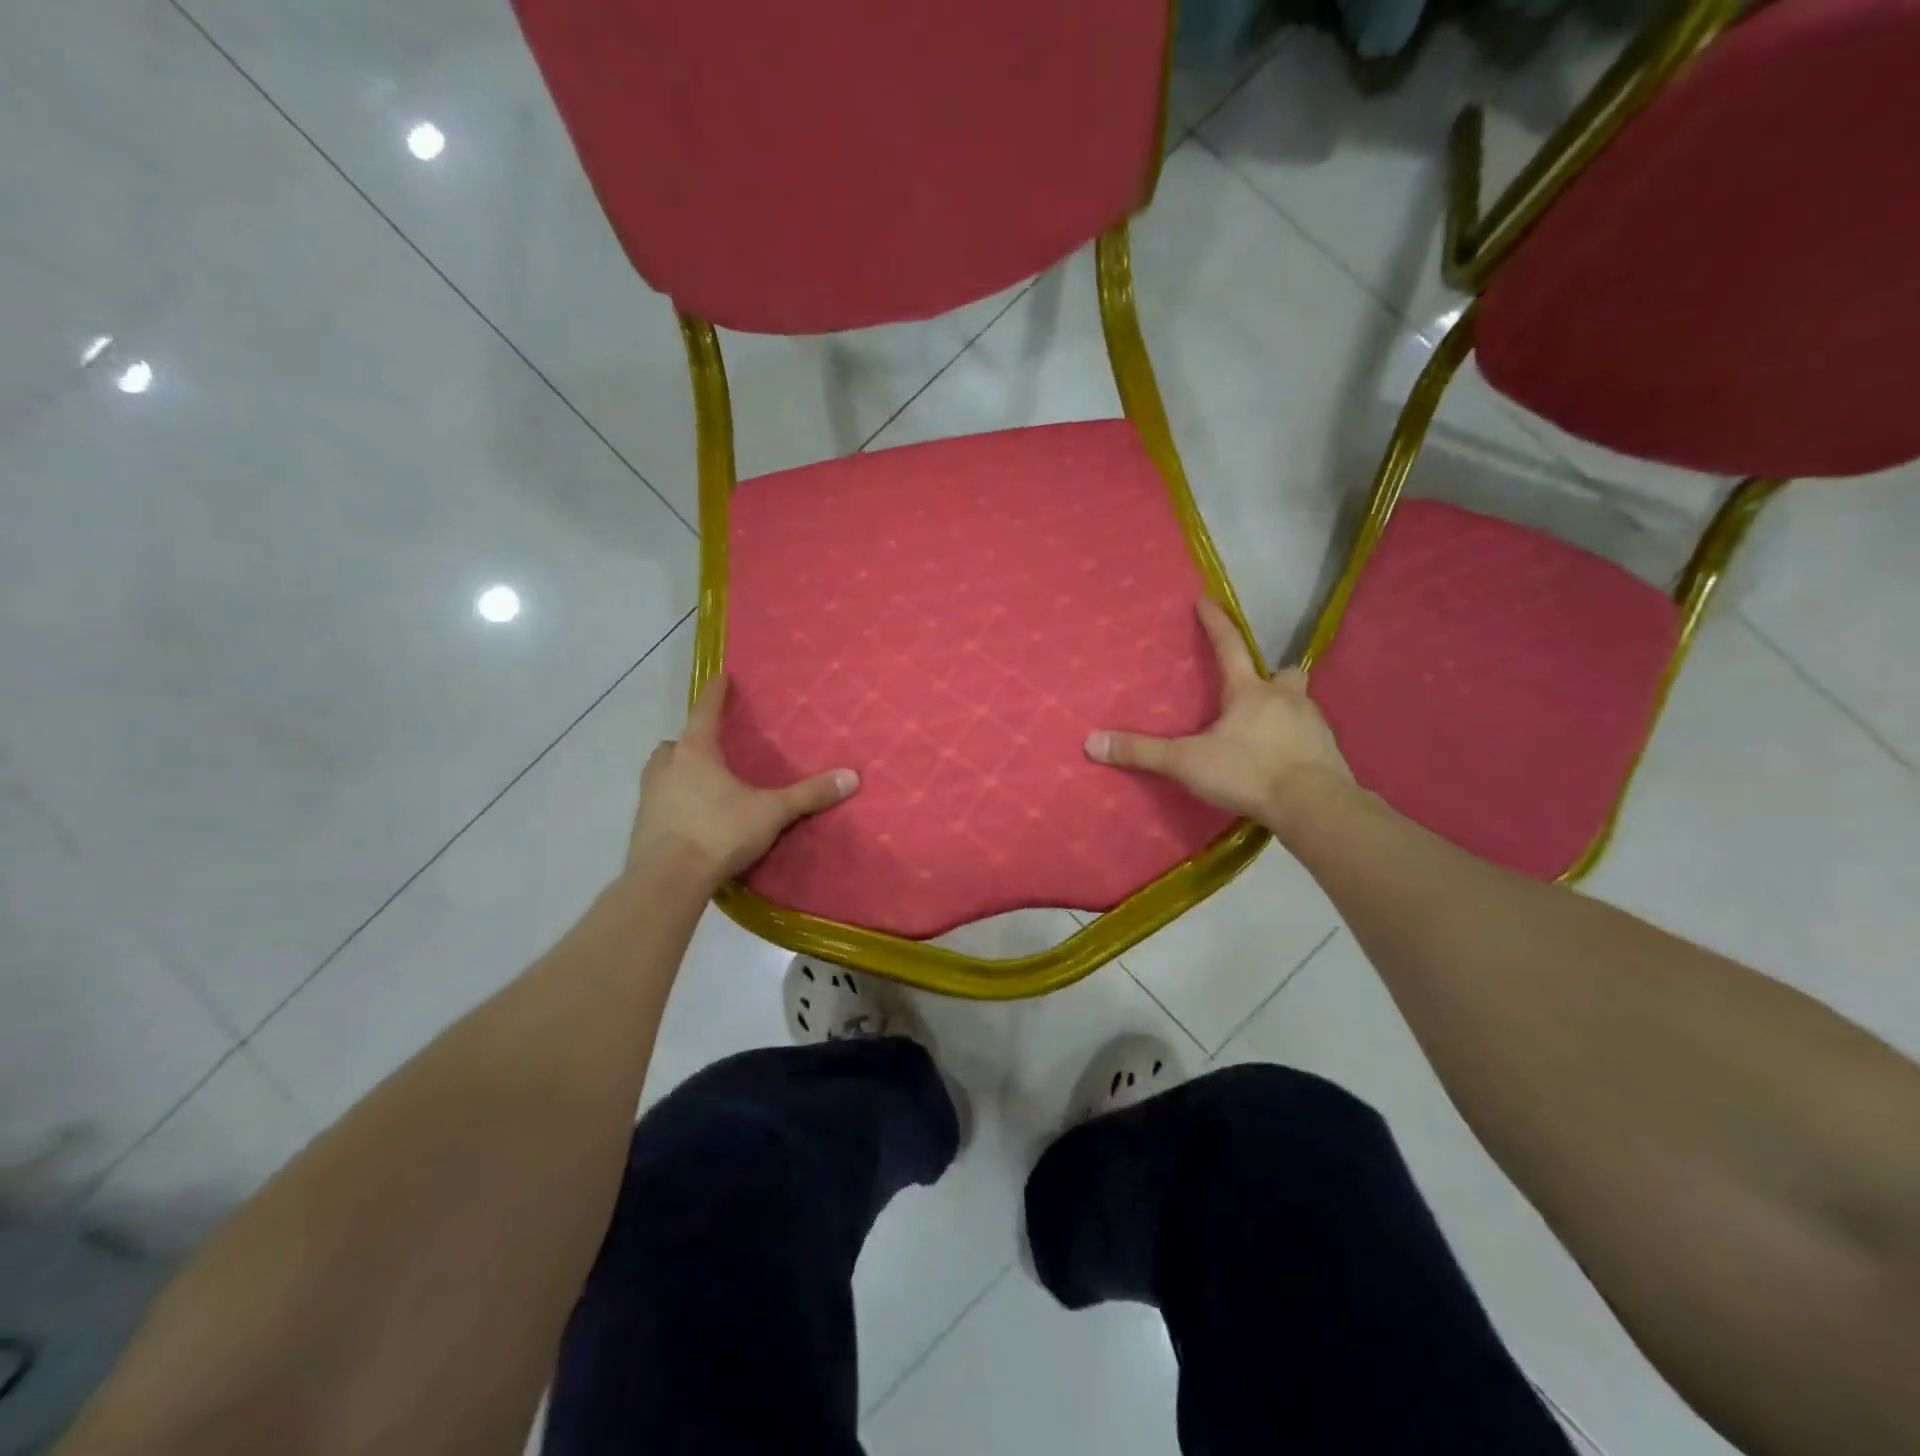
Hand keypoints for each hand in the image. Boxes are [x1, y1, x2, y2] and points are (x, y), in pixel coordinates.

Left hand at [627, 674, 858, 884]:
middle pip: (677, 743)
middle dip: (691, 742)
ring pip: (662, 771)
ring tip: (703, 784)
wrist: (667, 881)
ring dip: (678, 771)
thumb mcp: (771, 812)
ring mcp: (648, 796)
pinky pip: (659, 801)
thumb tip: (852, 777)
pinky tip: (693, 818)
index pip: (705, 711)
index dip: (715, 693)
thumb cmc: (718, 833)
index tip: (720, 677)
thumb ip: (809, 794)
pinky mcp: (641, 825)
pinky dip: (673, 801)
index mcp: (695, 752)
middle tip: (713, 750)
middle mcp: (666, 766)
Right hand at [1085, 597, 1352, 825]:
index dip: (1215, 623)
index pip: (1229, 646)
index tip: (1207, 600)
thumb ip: (1141, 752)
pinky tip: (1286, 758)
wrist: (1314, 806)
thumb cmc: (1249, 773)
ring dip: (1285, 708)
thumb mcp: (1187, 763)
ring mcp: (1313, 723)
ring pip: (1299, 703)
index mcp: (1249, 692)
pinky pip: (1311, 735)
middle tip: (1259, 686)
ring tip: (1267, 729)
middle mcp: (1285, 698)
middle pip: (1282, 673)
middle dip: (1271, 675)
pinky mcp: (1329, 751)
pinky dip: (1297, 740)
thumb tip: (1091, 742)